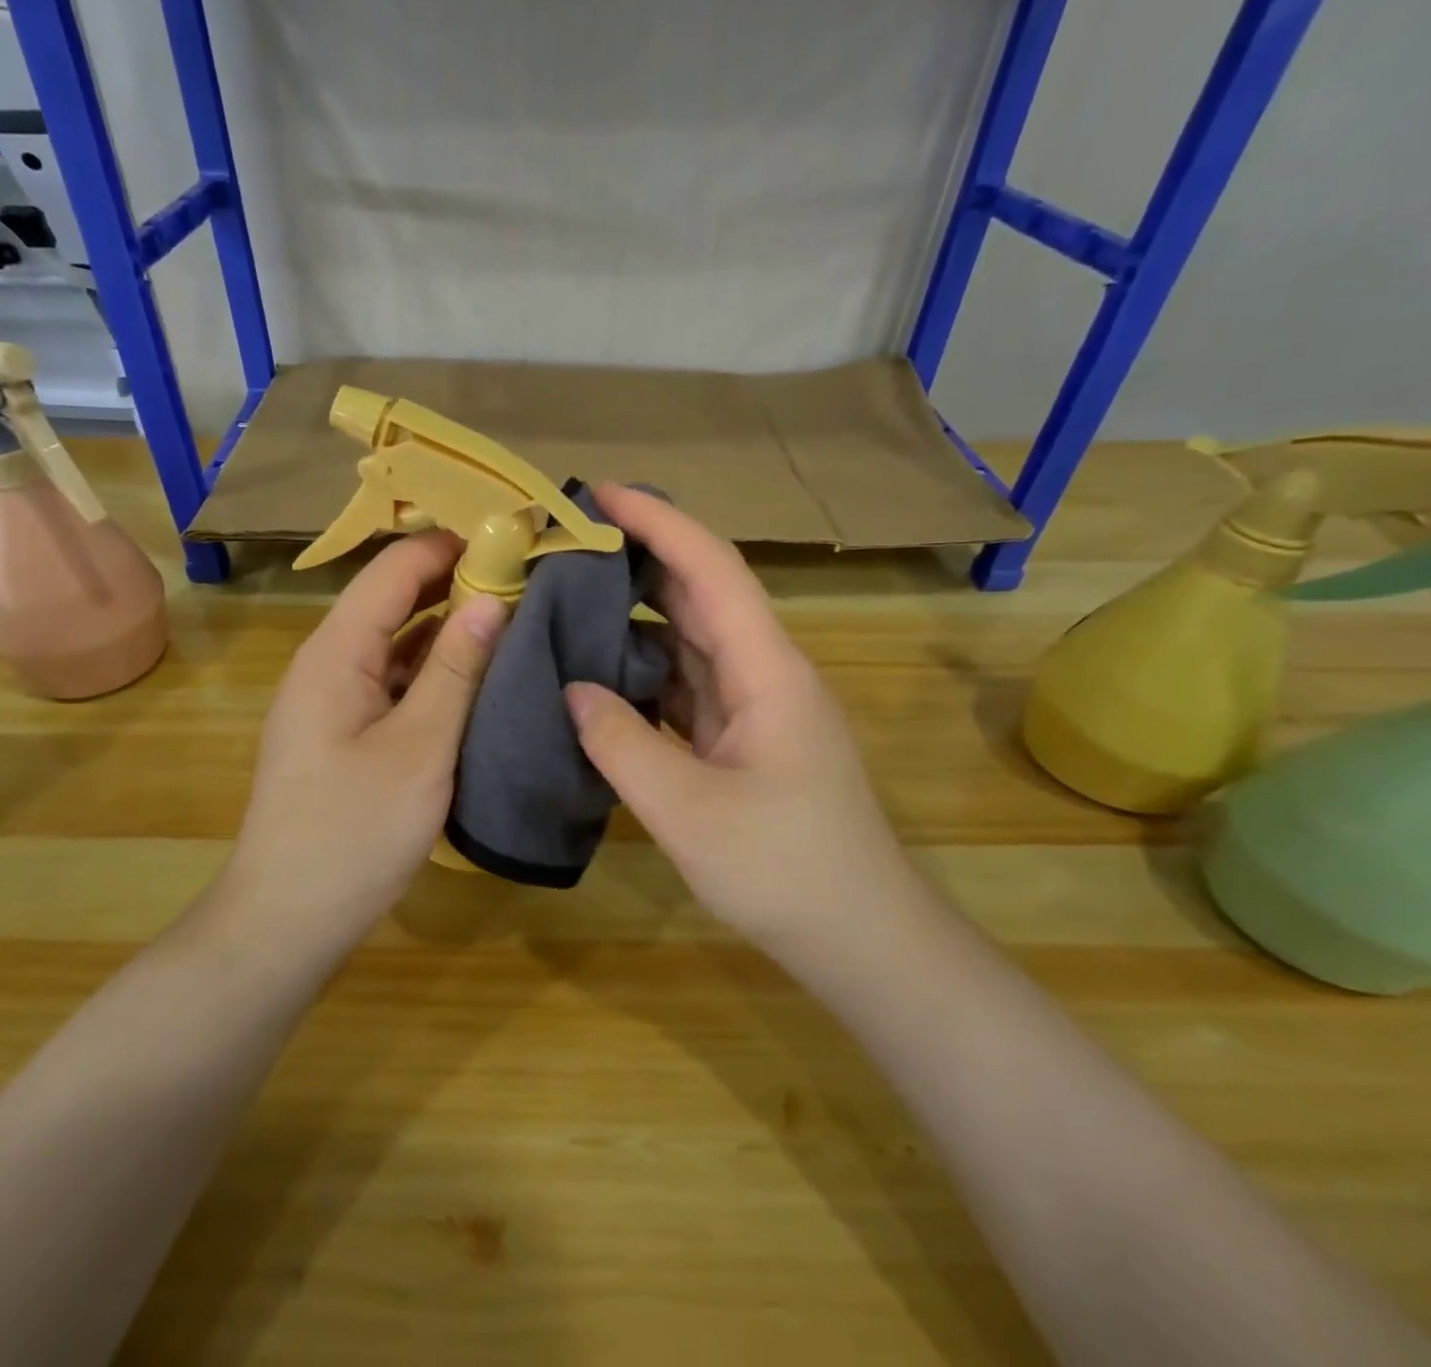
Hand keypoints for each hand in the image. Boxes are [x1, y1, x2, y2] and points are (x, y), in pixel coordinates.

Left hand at [227, 531, 506, 928]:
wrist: (288, 917)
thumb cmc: (354, 832)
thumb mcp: (420, 747)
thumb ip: (456, 668)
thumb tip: (491, 598)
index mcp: (337, 650)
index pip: (395, 567)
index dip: (452, 544)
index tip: (514, 538)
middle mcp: (329, 660)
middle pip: (394, 597)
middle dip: (457, 579)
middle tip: (528, 577)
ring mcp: (335, 695)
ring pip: (396, 638)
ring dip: (449, 624)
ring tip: (517, 614)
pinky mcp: (345, 727)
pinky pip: (393, 677)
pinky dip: (434, 666)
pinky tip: (478, 672)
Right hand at [565, 485, 913, 944]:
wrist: (860, 938)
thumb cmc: (785, 871)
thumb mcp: (688, 811)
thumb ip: (621, 743)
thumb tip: (573, 689)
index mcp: (767, 670)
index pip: (711, 569)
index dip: (659, 521)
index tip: (601, 493)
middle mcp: (765, 672)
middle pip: (701, 594)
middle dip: (642, 556)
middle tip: (571, 541)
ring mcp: (756, 707)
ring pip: (692, 639)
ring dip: (639, 613)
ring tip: (572, 595)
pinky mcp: (743, 739)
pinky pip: (687, 684)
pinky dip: (644, 668)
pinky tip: (601, 670)